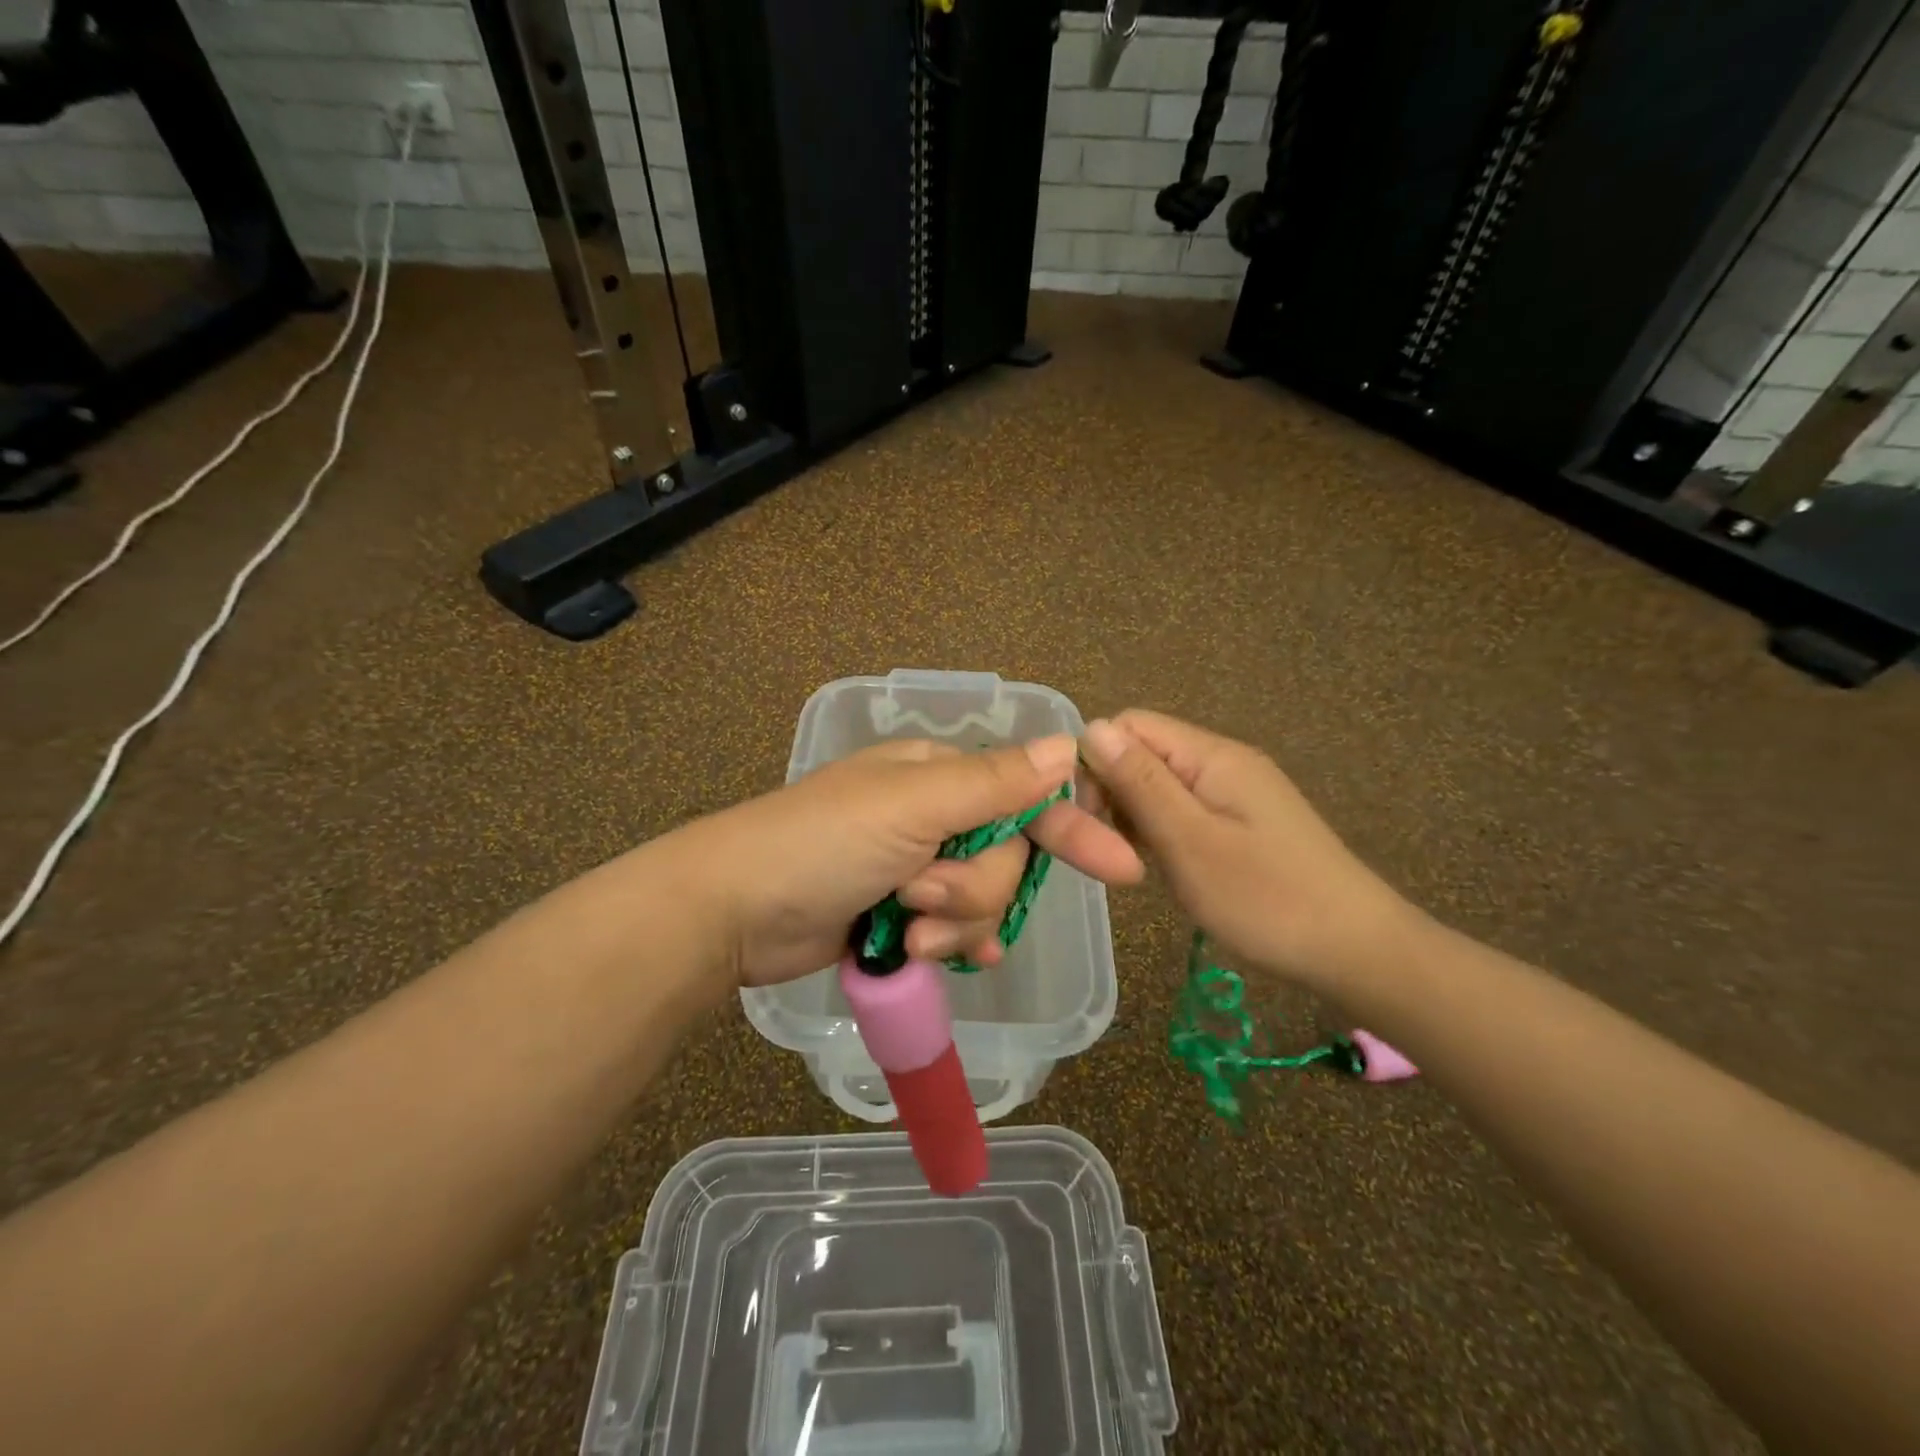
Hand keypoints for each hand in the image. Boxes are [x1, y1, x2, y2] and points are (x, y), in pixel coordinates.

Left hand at [664, 735, 1143, 989]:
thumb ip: (993, 782)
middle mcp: (933, 815)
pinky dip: (957, 946)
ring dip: (954, 923)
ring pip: (982, 900)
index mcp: (938, 775)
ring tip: (904, 932)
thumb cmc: (823, 844)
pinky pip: (957, 931)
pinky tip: (950, 960)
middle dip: (973, 888)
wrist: (733, 912)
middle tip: (919, 897)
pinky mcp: (898, 913)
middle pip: (1006, 858)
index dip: (1073, 828)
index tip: (1123, 868)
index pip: (1026, 795)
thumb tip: (1069, 745)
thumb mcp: (912, 805)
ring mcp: (915, 866)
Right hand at [1077, 710, 1415, 991]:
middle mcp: (1223, 761)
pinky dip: (1162, 831)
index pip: (1128, 726)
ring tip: (1136, 864)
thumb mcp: (1189, 841)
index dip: (1096, 762)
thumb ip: (1139, 782)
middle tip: (1111, 850)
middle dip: (1113, 792)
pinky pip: (1184, 809)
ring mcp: (1236, 792)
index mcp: (1211, 755)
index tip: (1090, 817)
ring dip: (1135, 816)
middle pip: (1143, 752)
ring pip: (1160, 784)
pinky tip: (1164, 866)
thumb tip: (1090, 728)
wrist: (1358, 951)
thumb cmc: (1267, 898)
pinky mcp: (1244, 822)